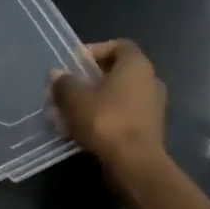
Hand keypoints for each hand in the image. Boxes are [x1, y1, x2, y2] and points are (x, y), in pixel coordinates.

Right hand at [49, 39, 169, 180]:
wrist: (133, 162)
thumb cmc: (105, 120)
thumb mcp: (75, 99)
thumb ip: (64, 83)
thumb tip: (57, 74)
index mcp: (137, 66)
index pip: (119, 46)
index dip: (95, 50)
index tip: (74, 63)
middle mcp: (150, 81)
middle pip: (116, 72)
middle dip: (89, 79)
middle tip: (66, 89)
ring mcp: (152, 106)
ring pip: (117, 95)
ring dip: (93, 100)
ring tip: (68, 112)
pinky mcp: (148, 128)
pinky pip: (122, 114)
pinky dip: (103, 116)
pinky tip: (81, 129)